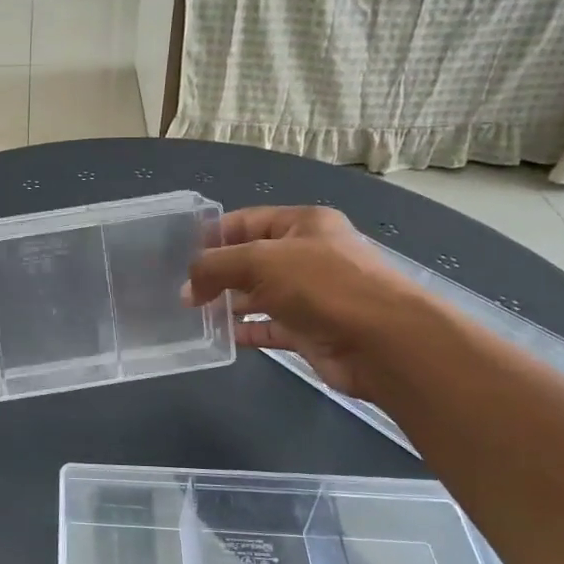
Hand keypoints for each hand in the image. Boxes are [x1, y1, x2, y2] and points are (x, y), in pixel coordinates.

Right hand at [183, 206, 424, 398]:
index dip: (213, 234)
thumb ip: (215, 268)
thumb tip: (187, 290)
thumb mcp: (260, 261)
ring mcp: (310, 295)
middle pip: (251, 258)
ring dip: (228, 302)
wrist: (383, 342)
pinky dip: (246, 330)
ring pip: (259, 294)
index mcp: (303, 225)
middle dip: (217, 272)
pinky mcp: (310, 330)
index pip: (247, 221)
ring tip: (191, 313)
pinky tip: (219, 336)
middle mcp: (307, 255)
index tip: (179, 253)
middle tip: (180, 287)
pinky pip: (269, 327)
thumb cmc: (323, 285)